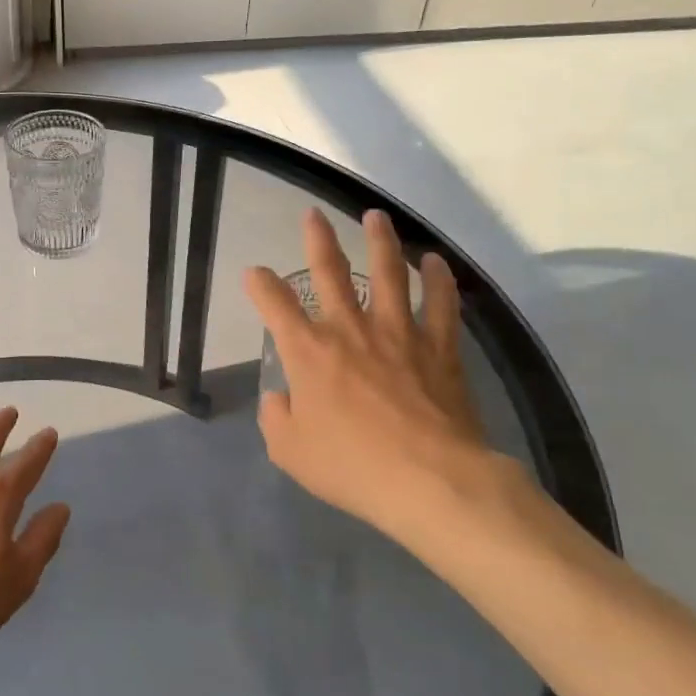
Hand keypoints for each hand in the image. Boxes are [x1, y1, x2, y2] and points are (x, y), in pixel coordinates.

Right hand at [245, 209, 519, 543]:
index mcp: (308, 352)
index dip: (260, 284)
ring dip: (380, 241)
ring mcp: (398, 333)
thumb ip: (276, 419)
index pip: (275, 304)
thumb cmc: (352, 467)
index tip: (255, 273)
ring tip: (375, 216)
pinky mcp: (439, 347)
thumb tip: (280, 397)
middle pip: (331, 271)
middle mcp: (350, 330)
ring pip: (388, 272)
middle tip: (314, 214)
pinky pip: (441, 303)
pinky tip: (434, 260)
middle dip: (318, 239)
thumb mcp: (291, 452)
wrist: (429, 481)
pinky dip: (438, 278)